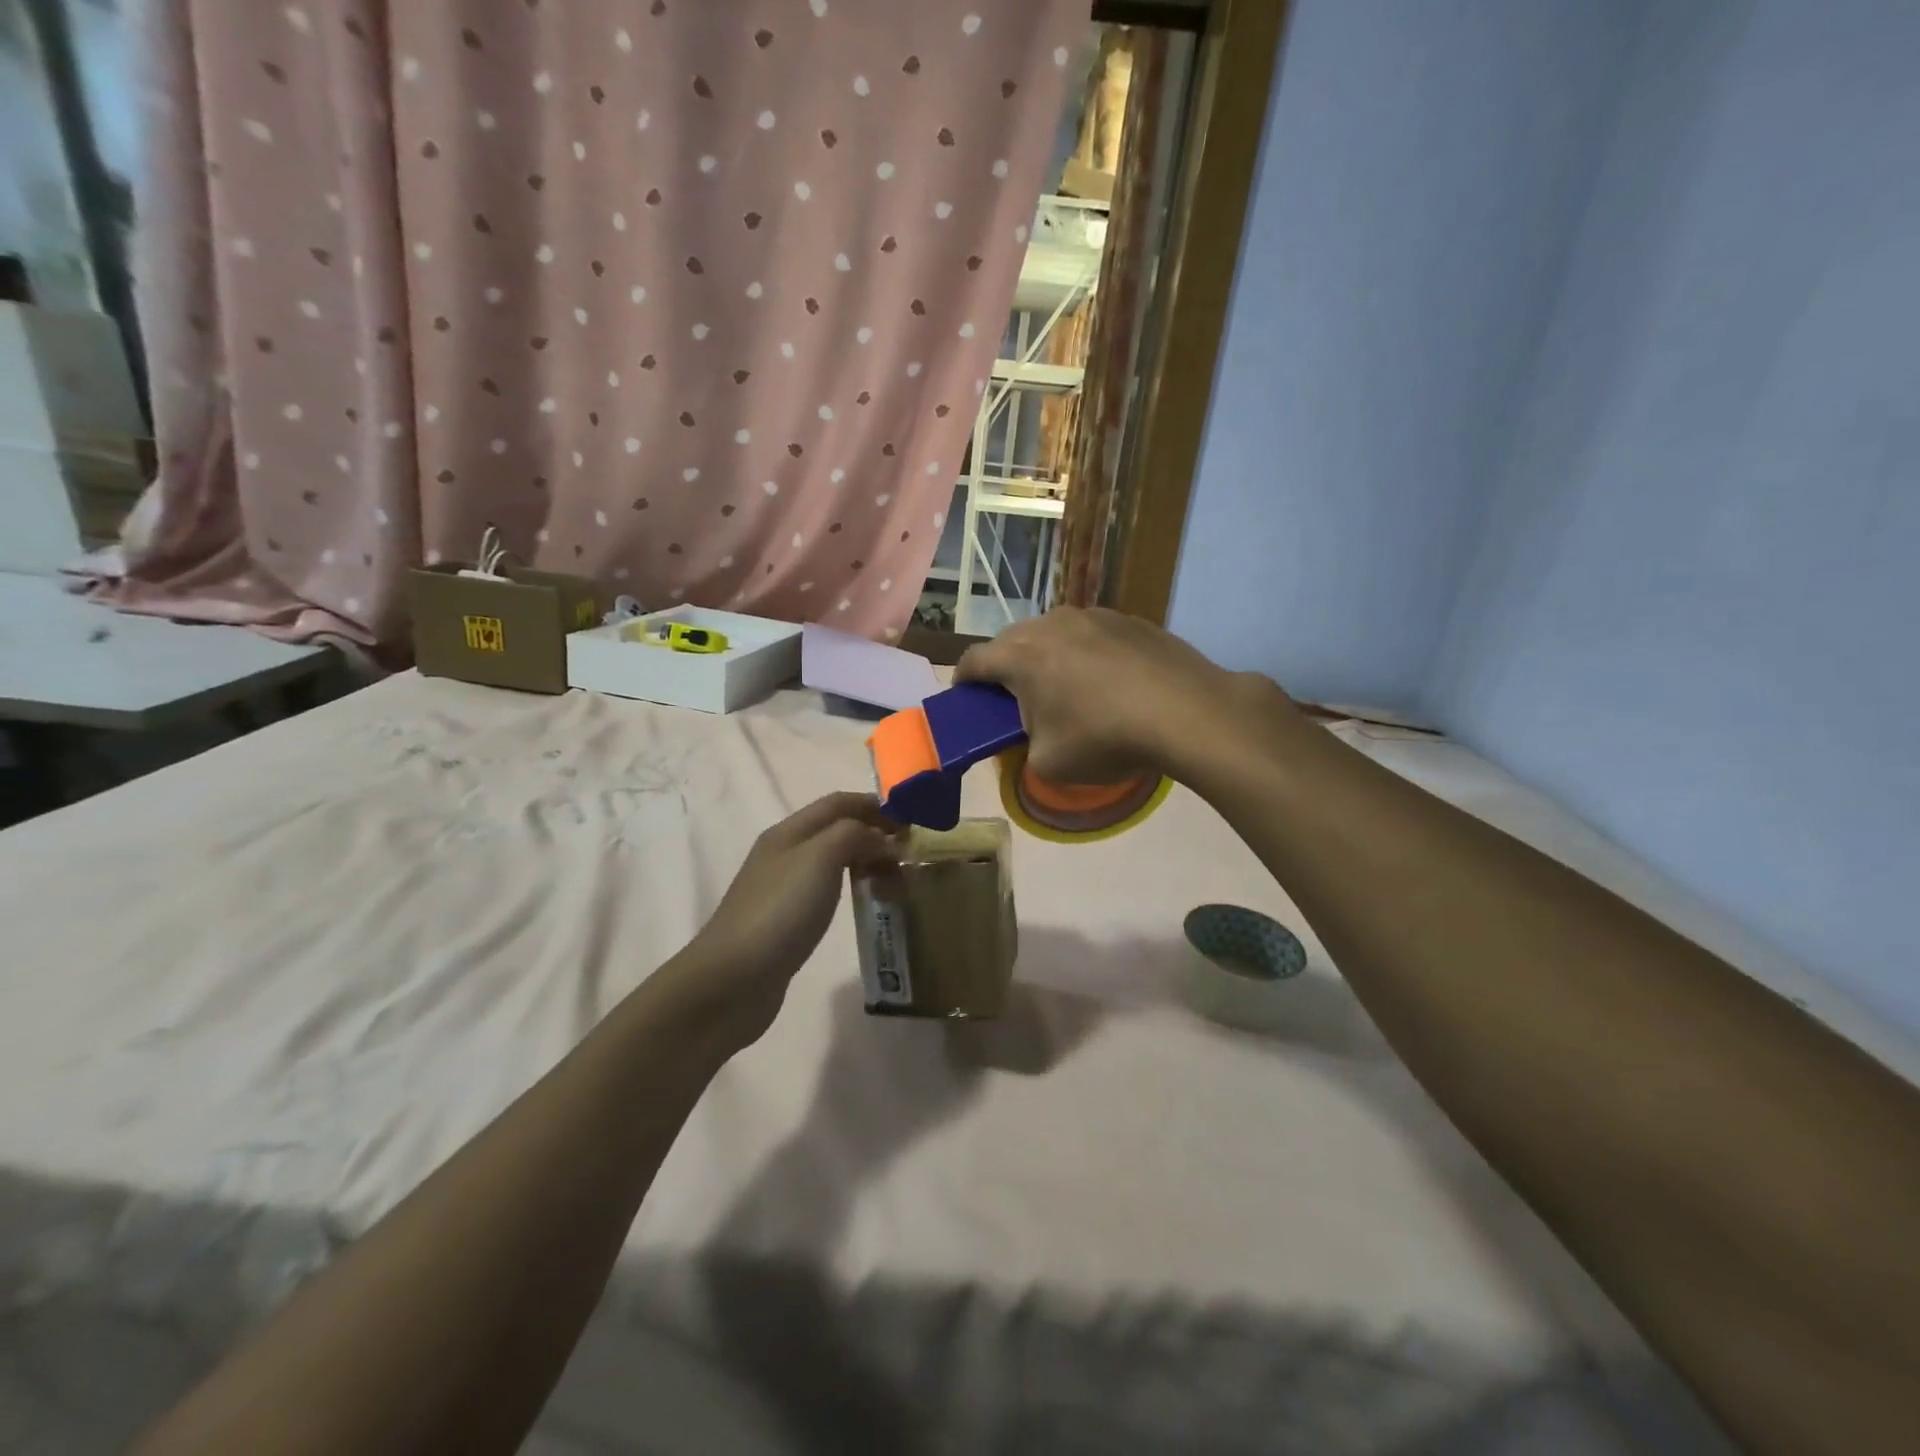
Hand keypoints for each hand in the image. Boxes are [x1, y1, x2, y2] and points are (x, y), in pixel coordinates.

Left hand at [663, 793, 902, 1049]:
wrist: (732, 980)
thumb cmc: (780, 911)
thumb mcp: (820, 858)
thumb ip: (854, 835)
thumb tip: (882, 839)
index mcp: (788, 832)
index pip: (837, 803)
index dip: (874, 805)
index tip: (911, 820)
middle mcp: (783, 853)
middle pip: (834, 828)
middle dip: (872, 830)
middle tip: (908, 850)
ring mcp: (781, 888)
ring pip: (831, 859)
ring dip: (863, 858)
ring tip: (894, 873)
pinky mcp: (785, 921)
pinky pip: (826, 890)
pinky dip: (851, 885)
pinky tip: (864, 900)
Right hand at [955, 607, 1288, 785]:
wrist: (1188, 713)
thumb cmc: (1106, 739)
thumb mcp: (1049, 763)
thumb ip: (1024, 747)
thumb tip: (1033, 735)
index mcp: (1021, 655)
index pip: (973, 660)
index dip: (962, 681)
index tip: (965, 698)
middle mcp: (1051, 624)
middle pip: (1012, 642)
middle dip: (1006, 668)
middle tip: (1016, 700)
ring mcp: (1094, 615)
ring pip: (1054, 633)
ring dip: (1049, 657)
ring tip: (1066, 689)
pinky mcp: (1130, 619)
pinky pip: (1092, 634)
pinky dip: (1087, 654)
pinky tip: (1109, 682)